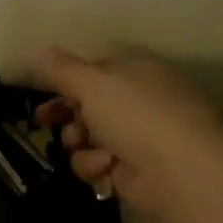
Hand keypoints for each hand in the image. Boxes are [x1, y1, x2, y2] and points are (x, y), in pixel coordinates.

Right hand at [35, 46, 222, 209]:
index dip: (68, 78)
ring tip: (83, 144)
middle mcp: (137, 102)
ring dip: (78, 142)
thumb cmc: (136, 115)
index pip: (96, 69)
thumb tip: (44, 50)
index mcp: (136, 72)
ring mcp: (134, 138)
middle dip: (65, 115)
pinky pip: (95, 164)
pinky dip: (95, 165)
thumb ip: (64, 70)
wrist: (178, 172)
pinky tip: (107, 167)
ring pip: (85, 137)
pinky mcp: (129, 171)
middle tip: (43, 121)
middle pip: (87, 105)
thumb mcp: (94, 83)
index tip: (44, 88)